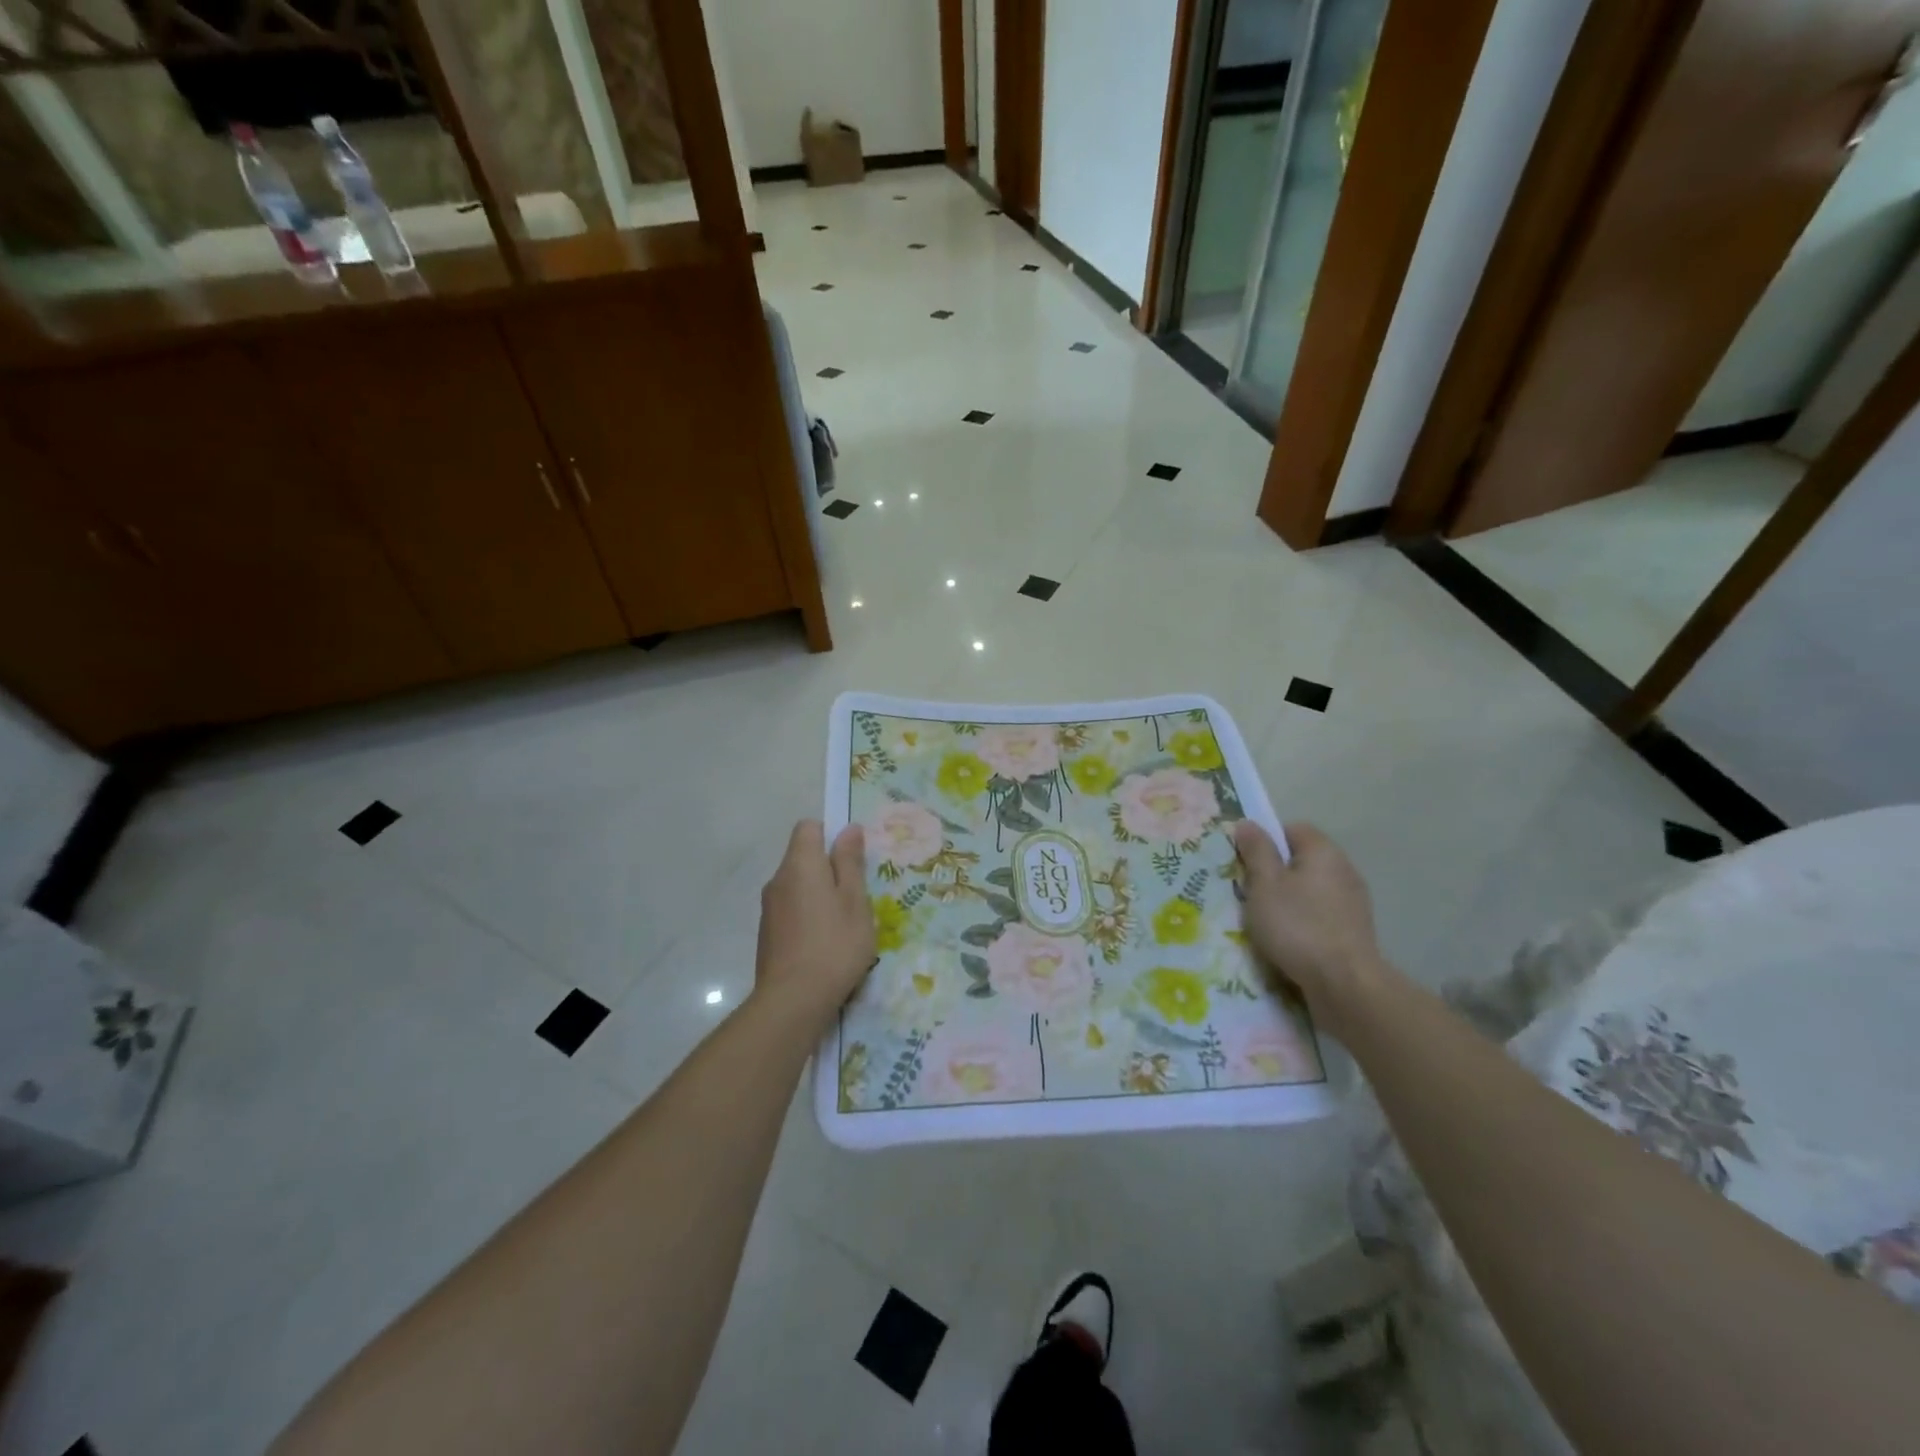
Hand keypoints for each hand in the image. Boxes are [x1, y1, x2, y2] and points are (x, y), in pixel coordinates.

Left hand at [755, 820, 876, 1020]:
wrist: (793, 1000)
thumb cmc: (834, 944)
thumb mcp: (855, 901)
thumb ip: (850, 862)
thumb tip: (849, 829)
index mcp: (800, 864)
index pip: (808, 828)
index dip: (831, 835)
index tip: (851, 859)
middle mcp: (778, 880)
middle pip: (803, 858)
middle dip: (829, 869)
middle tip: (856, 897)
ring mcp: (769, 908)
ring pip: (797, 886)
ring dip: (819, 895)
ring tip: (843, 924)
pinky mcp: (767, 934)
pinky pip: (791, 910)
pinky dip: (807, 917)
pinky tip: (824, 944)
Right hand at [1235, 821, 1386, 1033]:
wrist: (1344, 984)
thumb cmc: (1297, 925)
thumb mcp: (1264, 884)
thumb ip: (1256, 851)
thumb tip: (1248, 823)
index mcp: (1323, 851)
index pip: (1292, 829)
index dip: (1266, 842)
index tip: (1246, 865)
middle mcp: (1344, 870)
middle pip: (1302, 860)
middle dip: (1275, 874)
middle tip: (1250, 894)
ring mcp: (1353, 902)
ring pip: (1311, 890)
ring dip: (1289, 900)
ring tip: (1267, 923)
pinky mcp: (1355, 931)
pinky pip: (1321, 914)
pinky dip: (1304, 922)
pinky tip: (1290, 942)